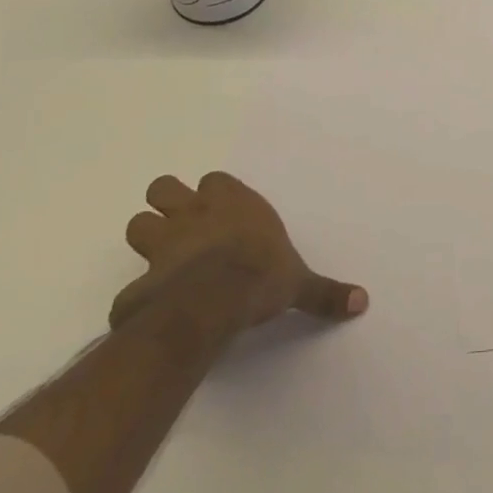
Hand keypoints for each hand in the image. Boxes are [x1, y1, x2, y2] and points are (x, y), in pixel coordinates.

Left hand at [110, 171, 367, 331]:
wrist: (215, 301)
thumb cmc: (262, 276)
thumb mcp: (299, 283)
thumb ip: (325, 292)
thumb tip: (362, 301)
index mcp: (233, 204)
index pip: (215, 180)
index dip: (213, 193)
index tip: (221, 210)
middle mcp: (194, 214)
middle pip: (163, 188)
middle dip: (166, 204)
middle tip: (181, 226)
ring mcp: (163, 245)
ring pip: (138, 224)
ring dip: (146, 239)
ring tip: (163, 260)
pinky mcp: (141, 282)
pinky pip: (130, 288)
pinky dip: (136, 297)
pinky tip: (149, 311)